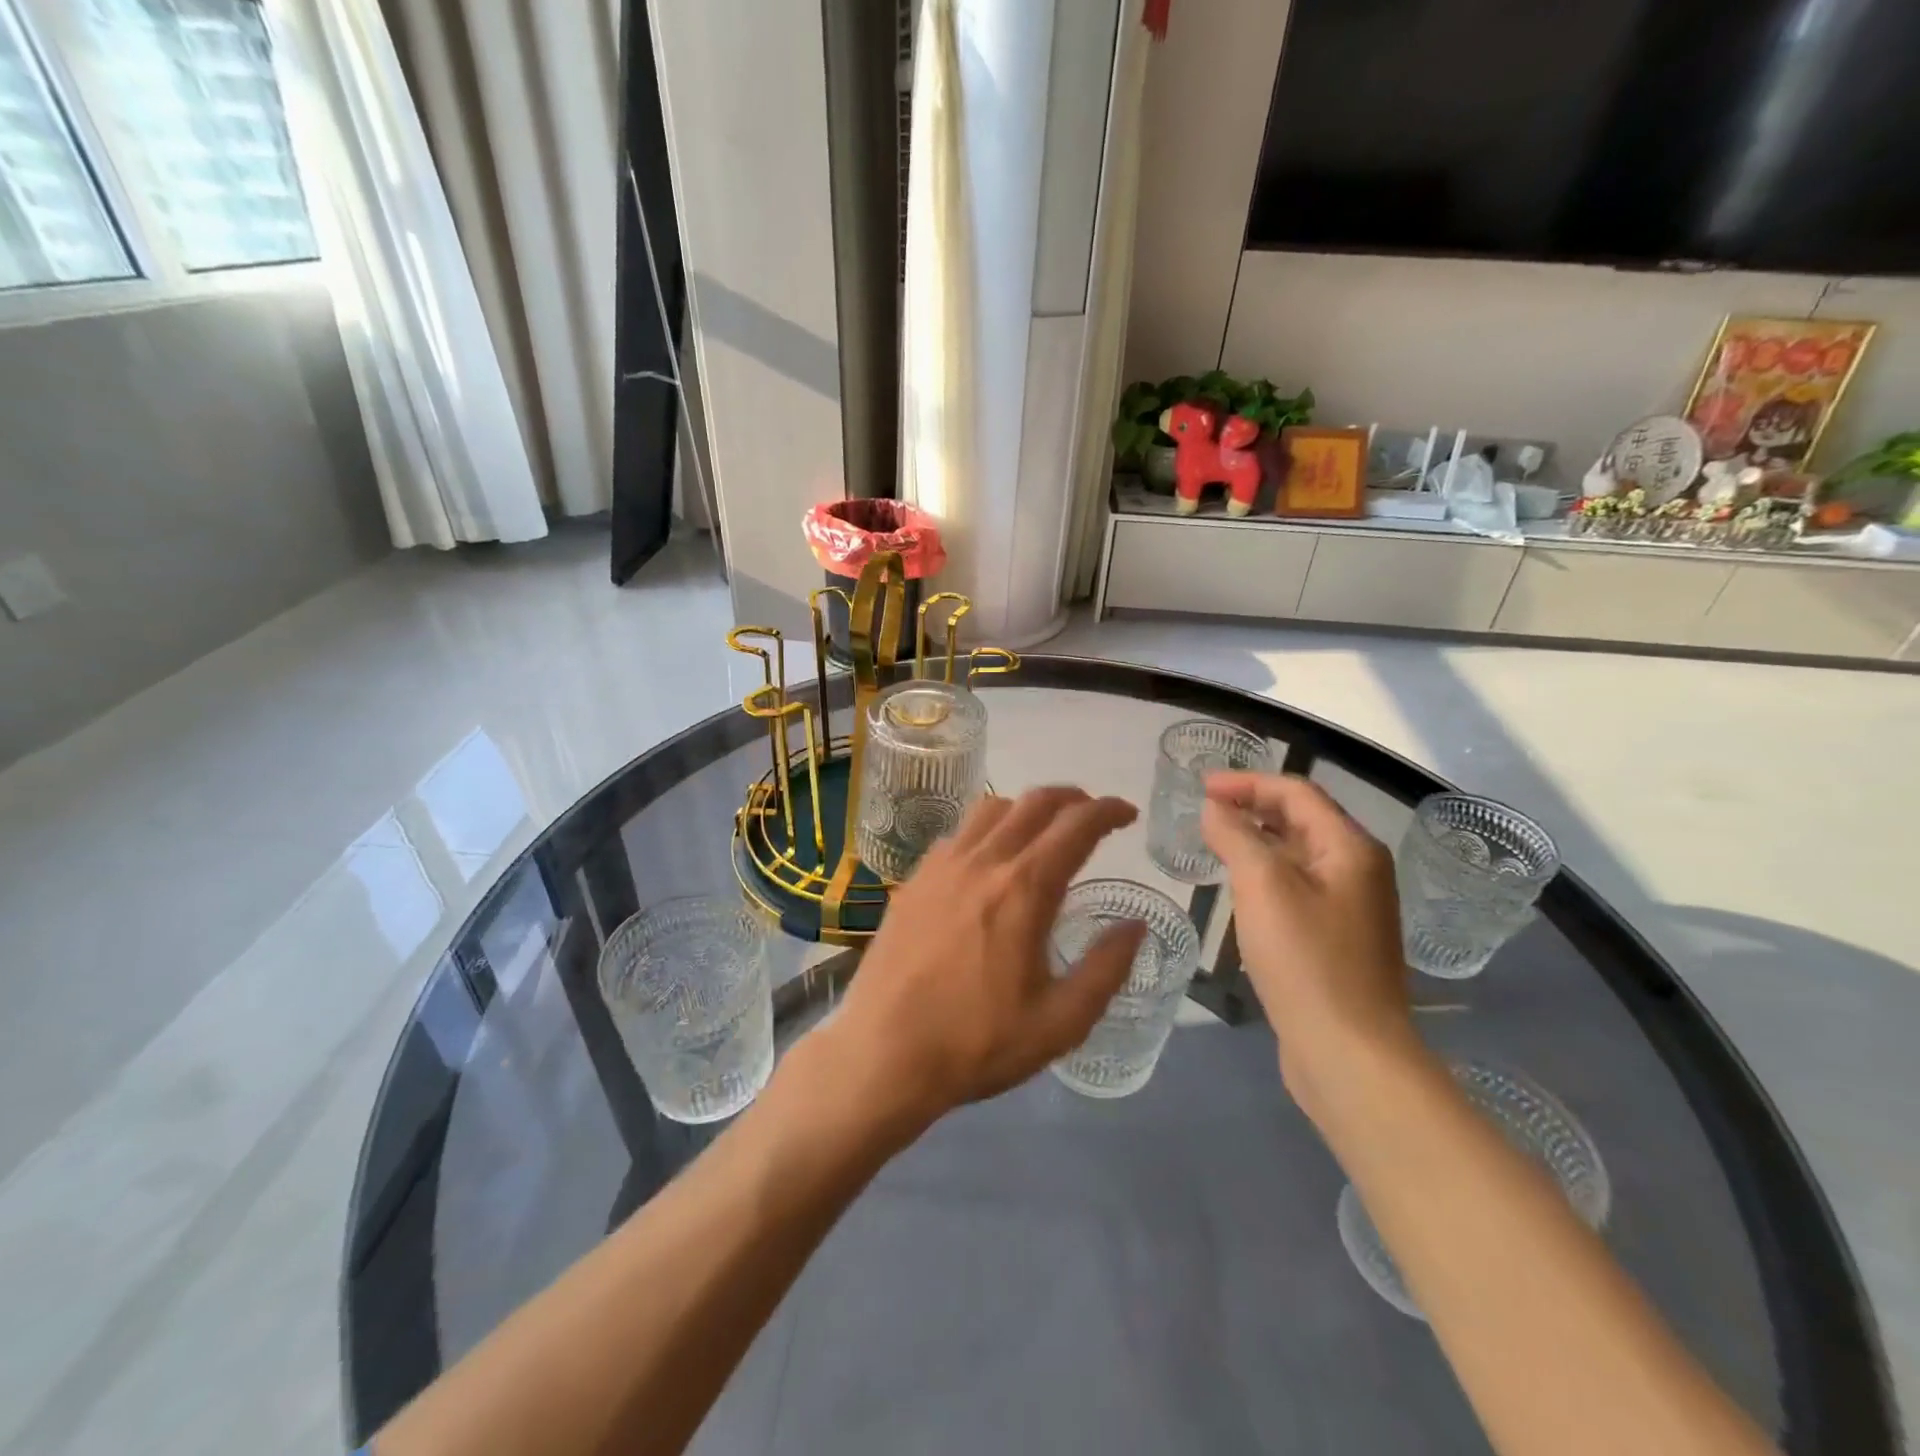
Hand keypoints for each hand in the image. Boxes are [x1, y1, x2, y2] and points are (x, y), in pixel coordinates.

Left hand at [825, 787, 1144, 1131]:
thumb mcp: (1060, 1022)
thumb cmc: (976, 1043)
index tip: (1126, 815)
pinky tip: (988, 863)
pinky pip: (957, 835)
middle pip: (1033, 802)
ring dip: (1026, 808)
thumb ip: (1106, 969)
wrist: (882, 1054)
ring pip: (990, 809)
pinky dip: (986, 831)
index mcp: (1024, 889)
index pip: (1076, 826)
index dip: (1108, 811)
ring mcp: (941, 867)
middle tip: (1092, 816)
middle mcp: (982, 862)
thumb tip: (1134, 926)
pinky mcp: (913, 881)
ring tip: (1042, 833)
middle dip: (1072, 798)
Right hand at [1200, 774, 1416, 1112]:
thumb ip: (1236, 837)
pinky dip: (1266, 874)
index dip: (1247, 783)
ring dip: (1257, 840)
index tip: (1200, 787)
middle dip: (1252, 806)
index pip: (1296, 793)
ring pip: (1298, 854)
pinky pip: (1298, 886)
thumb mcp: (1262, 886)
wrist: (1348, 1051)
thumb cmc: (1305, 959)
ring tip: (1214, 842)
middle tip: (1204, 810)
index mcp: (1351, 848)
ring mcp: (1351, 906)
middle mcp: (1359, 870)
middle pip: (1301, 819)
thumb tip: (1215, 808)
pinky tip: (1239, 889)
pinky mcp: (1338, 938)